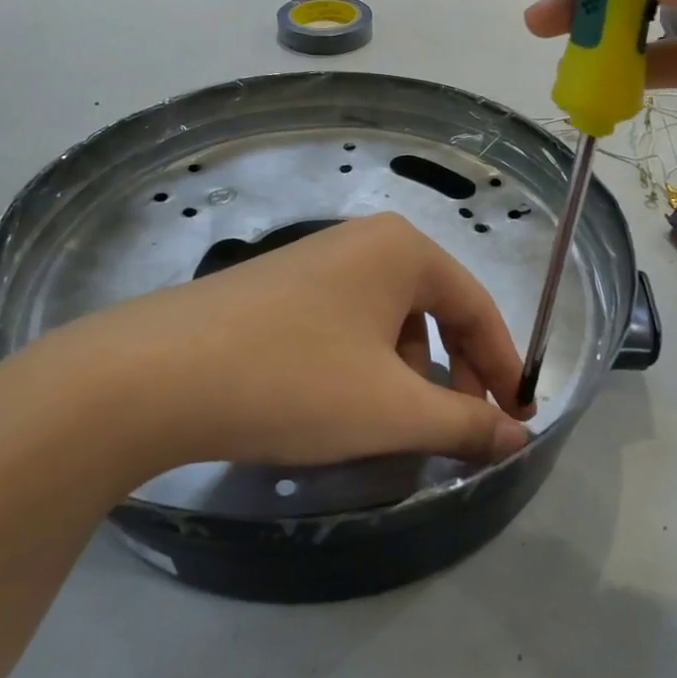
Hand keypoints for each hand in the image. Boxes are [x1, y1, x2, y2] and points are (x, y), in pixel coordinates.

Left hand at [0, 214, 533, 483]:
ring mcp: (315, 260)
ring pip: (389, 319)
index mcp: (403, 251)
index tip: (515, 419)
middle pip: (435, 309)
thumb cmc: (295, 381)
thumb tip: (521, 435)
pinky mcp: (277, 287)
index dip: (503, 366)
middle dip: (455, 372)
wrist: (155, 376)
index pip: (477, 307)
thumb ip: (467, 424)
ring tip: (394, 422)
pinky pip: (346, 322)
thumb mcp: (393, 410)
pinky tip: (341, 403)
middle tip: (459, 427)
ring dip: (407, 372)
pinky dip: (363, 364)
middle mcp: (363, 242)